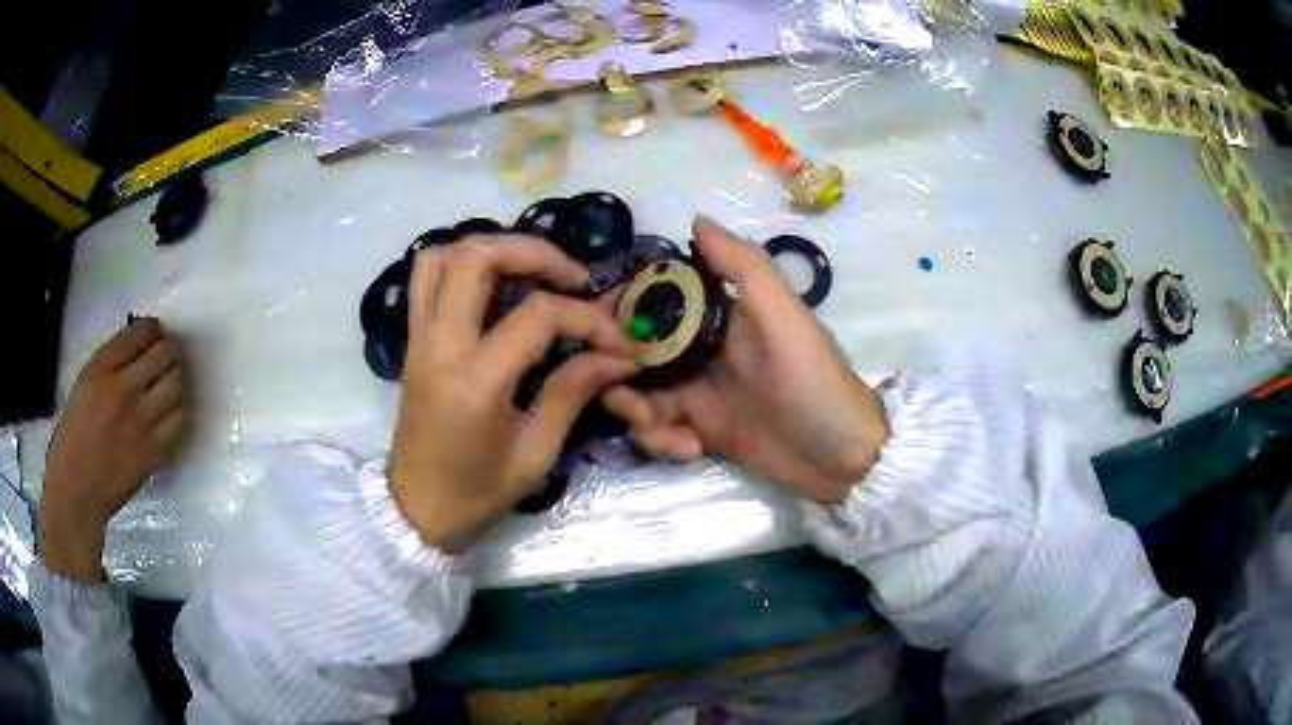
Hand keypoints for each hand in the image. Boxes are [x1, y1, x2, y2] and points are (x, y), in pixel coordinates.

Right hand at [41, 318, 185, 581]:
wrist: (77, 491)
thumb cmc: (71, 439)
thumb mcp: (83, 386)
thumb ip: (110, 367)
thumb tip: (137, 351)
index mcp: (101, 369)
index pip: (139, 333)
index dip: (151, 329)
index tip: (154, 334)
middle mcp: (124, 389)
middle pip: (164, 354)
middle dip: (167, 350)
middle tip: (164, 357)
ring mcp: (141, 421)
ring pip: (176, 384)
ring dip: (175, 379)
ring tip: (166, 384)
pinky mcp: (154, 451)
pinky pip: (178, 419)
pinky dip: (177, 410)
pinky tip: (168, 411)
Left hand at [390, 238, 637, 552]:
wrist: (416, 509)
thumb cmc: (477, 492)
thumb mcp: (535, 454)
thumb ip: (573, 392)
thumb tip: (618, 356)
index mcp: (475, 381)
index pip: (538, 316)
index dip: (589, 318)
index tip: (619, 342)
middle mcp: (440, 345)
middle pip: (477, 258)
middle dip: (534, 252)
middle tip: (573, 276)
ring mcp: (419, 337)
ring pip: (445, 256)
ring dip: (493, 248)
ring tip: (532, 269)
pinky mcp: (412, 339)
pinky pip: (426, 277)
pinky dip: (460, 262)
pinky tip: (493, 282)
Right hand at [603, 217, 888, 503]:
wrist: (840, 459)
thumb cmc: (814, 382)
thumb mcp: (785, 319)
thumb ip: (744, 268)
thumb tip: (696, 218)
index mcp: (721, 314)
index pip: (659, 297)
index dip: (625, 305)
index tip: (599, 322)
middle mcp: (702, 348)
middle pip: (637, 348)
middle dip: (618, 368)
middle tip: (621, 389)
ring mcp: (699, 392)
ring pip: (639, 391)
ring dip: (635, 411)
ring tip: (654, 428)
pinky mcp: (699, 431)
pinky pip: (659, 429)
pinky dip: (661, 441)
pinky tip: (688, 449)